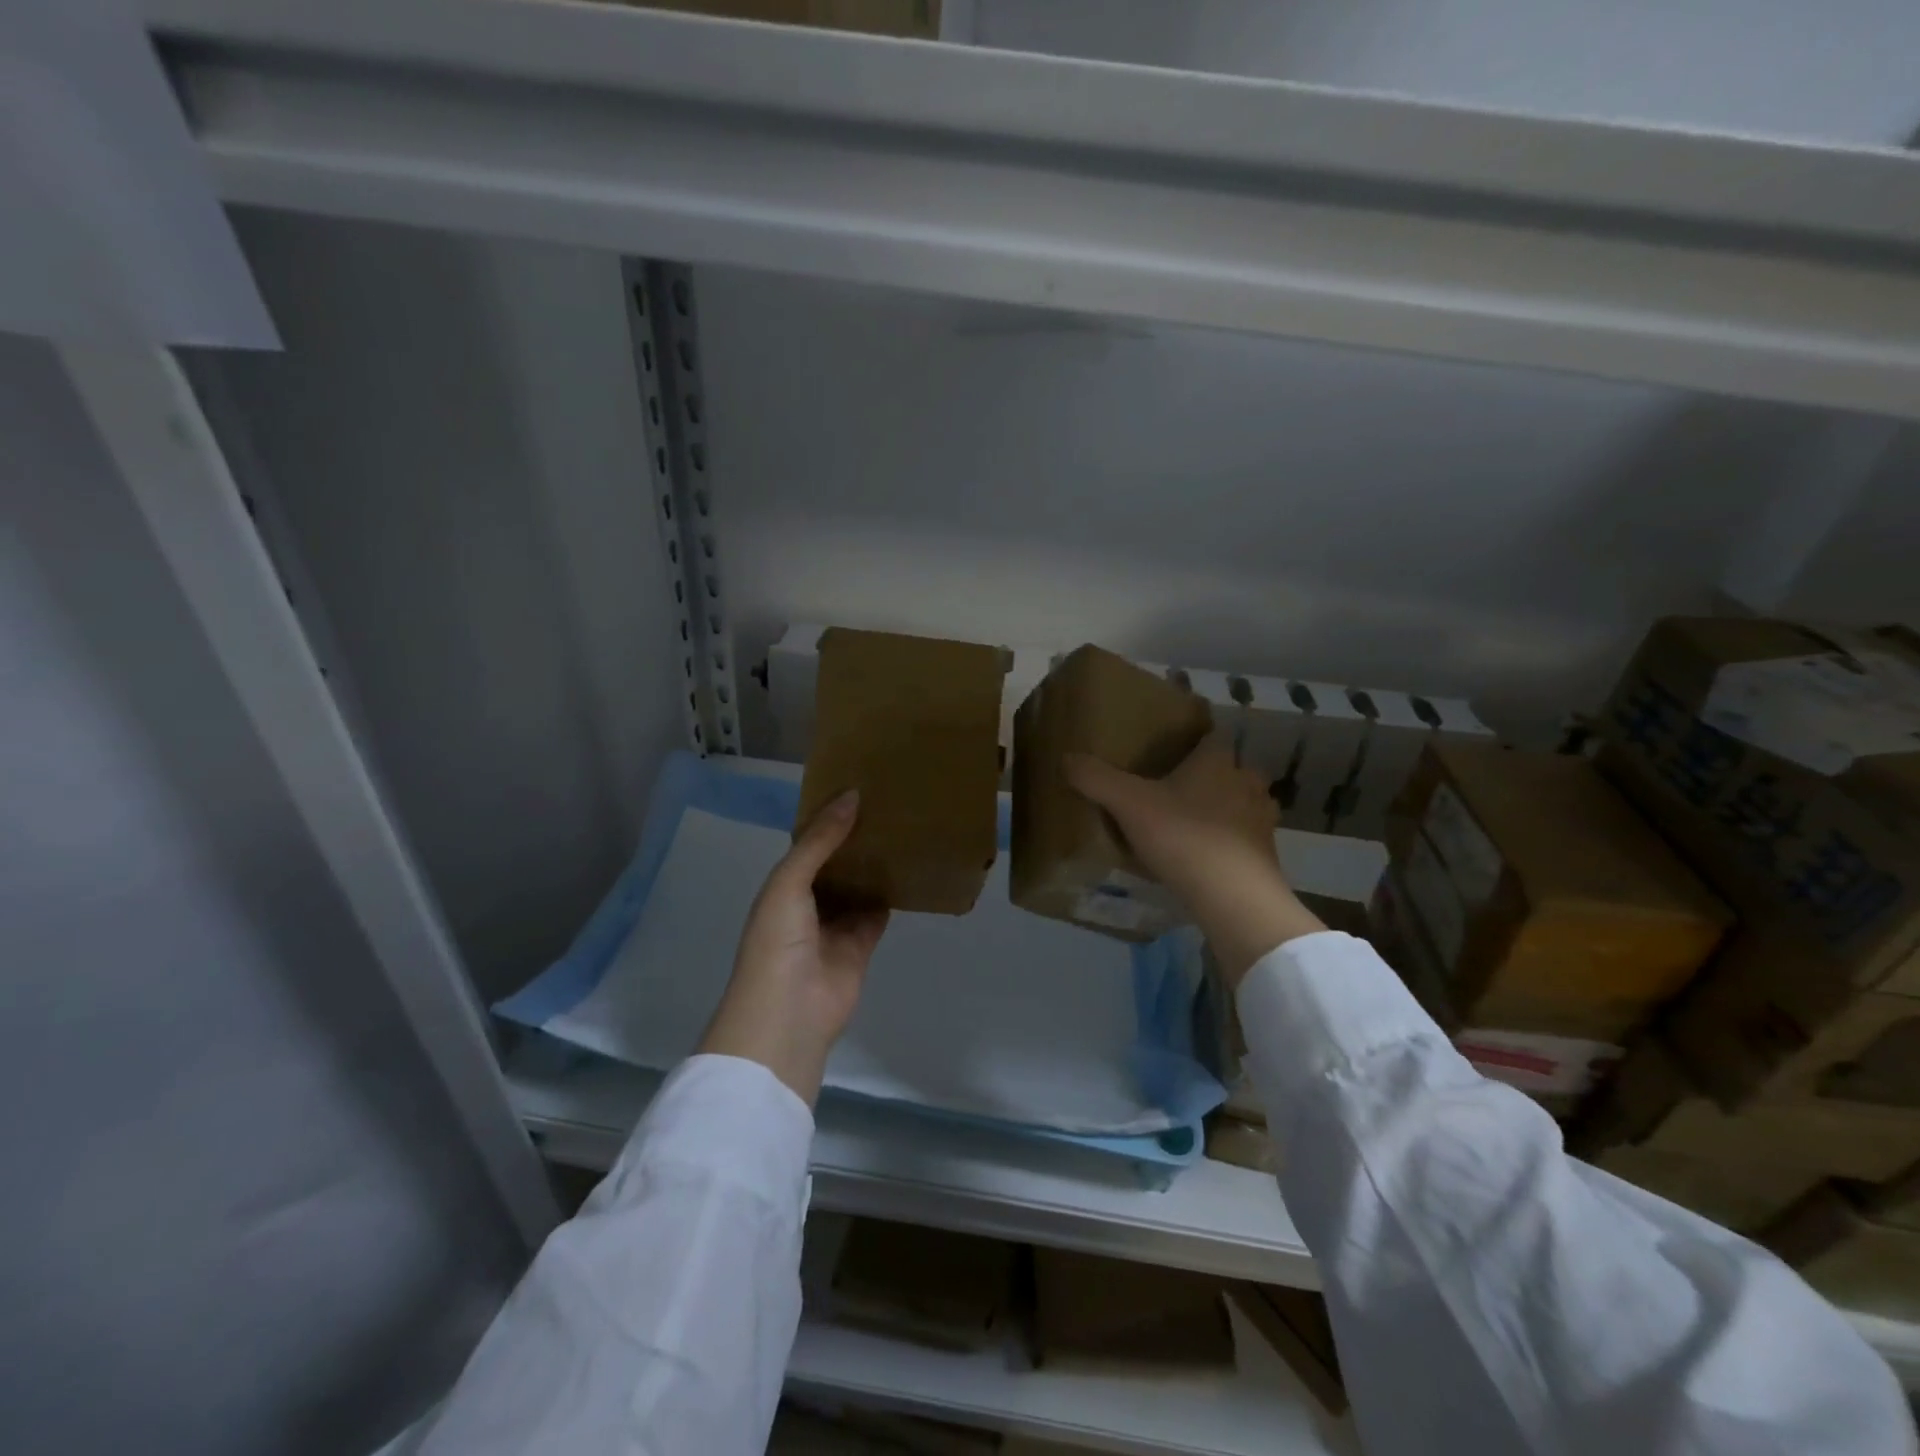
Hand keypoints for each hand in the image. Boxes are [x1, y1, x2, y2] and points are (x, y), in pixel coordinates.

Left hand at [698, 791, 888, 1104]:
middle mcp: (808, 902)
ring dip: (875, 864)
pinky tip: (911, 866)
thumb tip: (852, 795)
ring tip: (904, 827)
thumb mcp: (789, 882)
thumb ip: (820, 840)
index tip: (858, 787)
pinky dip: (892, 894)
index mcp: (783, 885)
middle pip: (837, 863)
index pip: (809, 844)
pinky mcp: (862, 944)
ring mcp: (835, 925)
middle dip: (856, 839)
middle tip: (889, 803)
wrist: (789, 1013)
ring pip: (859, 886)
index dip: (829, 818)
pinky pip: (879, 911)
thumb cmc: (778, 941)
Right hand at [1066, 734, 1322, 985]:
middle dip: (1211, 776)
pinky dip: (1231, 843)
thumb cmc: (1183, 837)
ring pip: (1244, 803)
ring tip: (1195, 824)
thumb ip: (1097, 779)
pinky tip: (1209, 857)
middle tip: (1179, 790)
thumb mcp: (1128, 804)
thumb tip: (1067, 757)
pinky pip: (1247, 839)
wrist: (1234, 897)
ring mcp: (1262, 820)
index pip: (1210, 737)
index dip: (1192, 742)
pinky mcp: (1267, 855)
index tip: (1170, 753)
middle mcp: (1245, 783)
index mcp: (1216, 762)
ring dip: (1226, 809)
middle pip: (1231, 769)